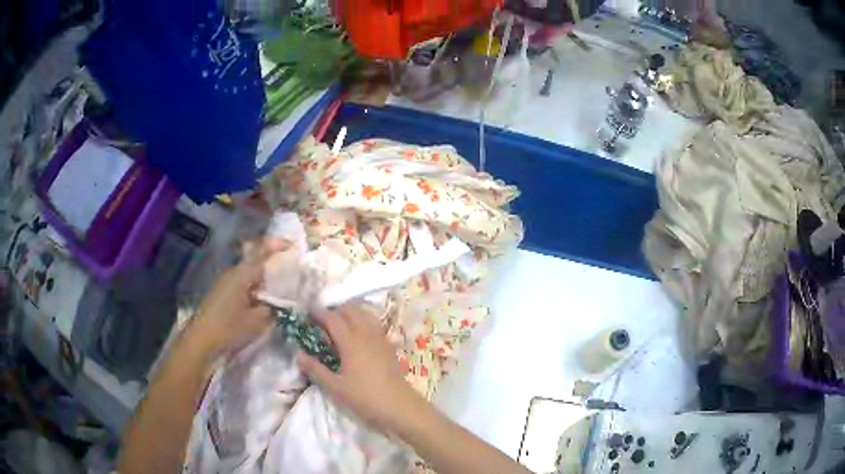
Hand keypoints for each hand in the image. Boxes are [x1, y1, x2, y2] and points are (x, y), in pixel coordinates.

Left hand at [184, 239, 288, 358]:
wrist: (202, 338)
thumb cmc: (230, 327)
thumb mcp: (257, 321)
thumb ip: (272, 308)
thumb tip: (280, 302)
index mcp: (243, 274)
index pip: (263, 253)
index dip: (277, 246)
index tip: (292, 244)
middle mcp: (234, 272)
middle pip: (257, 263)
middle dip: (272, 266)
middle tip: (290, 275)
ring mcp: (226, 281)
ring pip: (250, 275)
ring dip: (263, 280)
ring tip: (278, 291)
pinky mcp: (222, 292)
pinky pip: (243, 284)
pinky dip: (255, 289)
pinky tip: (261, 301)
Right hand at [297, 305, 422, 431]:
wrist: (399, 406)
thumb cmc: (364, 397)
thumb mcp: (335, 387)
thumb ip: (315, 369)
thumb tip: (298, 354)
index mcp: (351, 341)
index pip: (332, 318)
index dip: (319, 313)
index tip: (307, 314)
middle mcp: (366, 334)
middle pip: (351, 310)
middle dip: (335, 310)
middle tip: (322, 321)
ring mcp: (380, 338)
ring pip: (364, 314)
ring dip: (350, 313)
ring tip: (339, 326)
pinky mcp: (389, 345)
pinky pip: (374, 324)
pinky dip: (363, 321)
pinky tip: (358, 336)